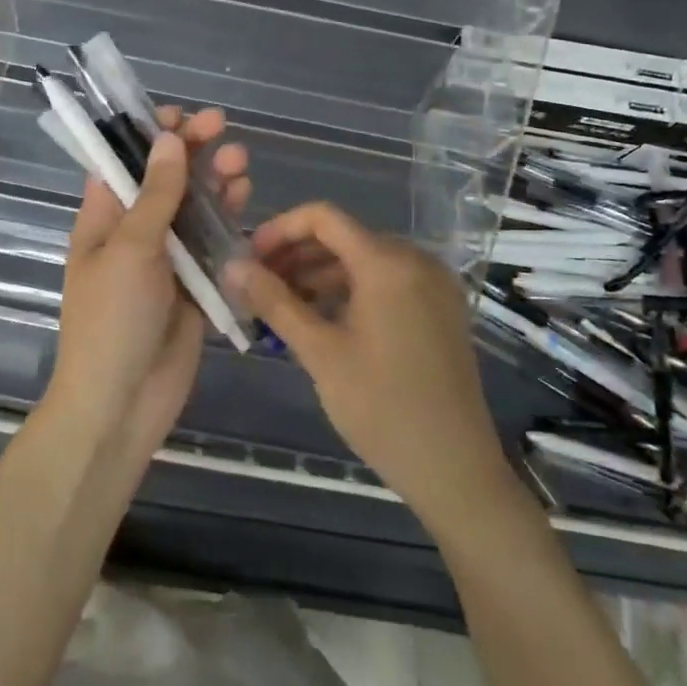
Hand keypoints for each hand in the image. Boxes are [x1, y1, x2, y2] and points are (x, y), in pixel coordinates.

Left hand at [47, 107, 248, 455]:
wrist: (122, 402)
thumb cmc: (112, 318)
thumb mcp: (131, 249)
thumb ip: (156, 195)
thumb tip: (167, 139)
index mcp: (104, 219)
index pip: (125, 163)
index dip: (150, 135)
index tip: (180, 114)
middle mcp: (135, 233)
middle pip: (166, 181)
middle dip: (190, 152)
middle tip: (221, 126)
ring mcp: (167, 261)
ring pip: (194, 210)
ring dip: (214, 183)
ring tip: (239, 161)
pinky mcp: (195, 286)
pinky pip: (213, 245)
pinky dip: (228, 221)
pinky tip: (245, 200)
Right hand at [225, 202, 512, 529]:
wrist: (454, 467)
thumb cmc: (381, 407)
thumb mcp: (319, 352)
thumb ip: (274, 302)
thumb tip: (232, 267)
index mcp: (388, 262)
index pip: (323, 218)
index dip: (280, 230)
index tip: (249, 258)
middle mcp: (415, 260)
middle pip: (343, 237)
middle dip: (295, 256)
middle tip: (257, 286)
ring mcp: (433, 285)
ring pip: (363, 261)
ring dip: (319, 275)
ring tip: (281, 306)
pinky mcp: (439, 309)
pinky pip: (386, 282)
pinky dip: (349, 290)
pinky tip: (321, 319)